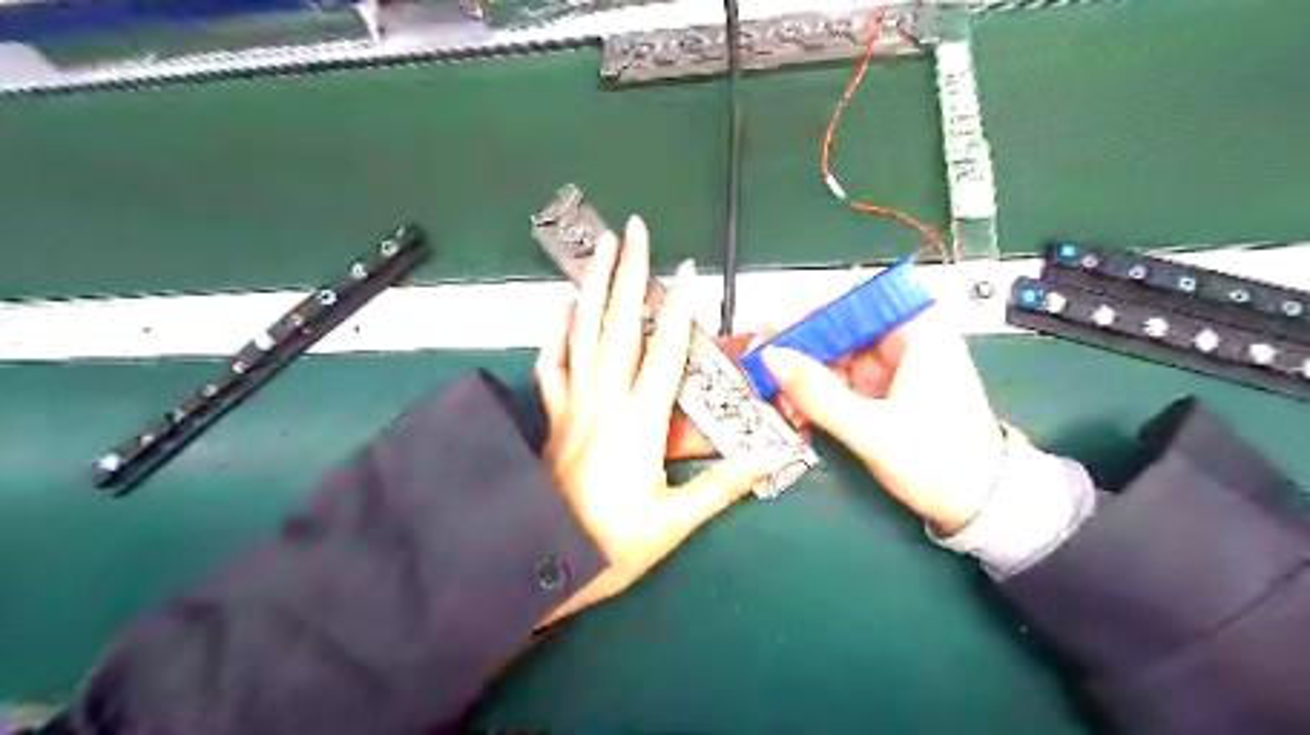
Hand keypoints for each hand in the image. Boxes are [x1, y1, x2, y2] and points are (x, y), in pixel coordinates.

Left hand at [536, 214, 781, 622]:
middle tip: (635, 231)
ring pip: (583, 333)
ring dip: (593, 286)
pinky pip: (551, 364)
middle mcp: (605, 401)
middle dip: (630, 274)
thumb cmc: (613, 545)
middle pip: (620, 326)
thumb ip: (721, 486)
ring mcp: (574, 404)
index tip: (688, 270)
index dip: (680, 308)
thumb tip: (769, 460)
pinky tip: (560, 305)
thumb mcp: (675, 521)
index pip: (664, 351)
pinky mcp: (555, 414)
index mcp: (639, 422)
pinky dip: (555, 331)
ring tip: (601, 248)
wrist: (544, 563)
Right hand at [758, 305, 1004, 534]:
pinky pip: (832, 379)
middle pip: (836, 324)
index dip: (810, 306)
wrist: (979, 506)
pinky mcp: (875, 391)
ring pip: (829, 353)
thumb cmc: (945, 462)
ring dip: (798, 372)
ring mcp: (885, 367)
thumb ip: (819, 395)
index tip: (775, 326)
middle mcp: (899, 341)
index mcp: (917, 332)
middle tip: (762, 361)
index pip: (855, 295)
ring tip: (773, 392)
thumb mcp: (875, 430)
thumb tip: (772, 358)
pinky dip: (810, 392)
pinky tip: (793, 408)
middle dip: (796, 343)